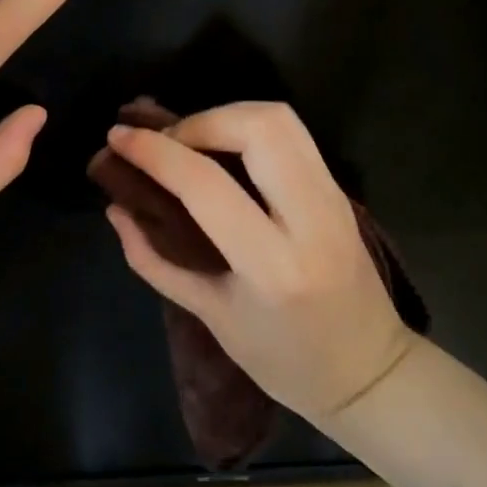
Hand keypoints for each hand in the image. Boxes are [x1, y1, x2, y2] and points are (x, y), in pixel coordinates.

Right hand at [102, 102, 416, 424]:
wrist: (369, 372)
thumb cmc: (284, 361)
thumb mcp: (211, 317)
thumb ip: (155, 260)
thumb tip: (116, 209)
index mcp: (272, 267)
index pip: (206, 184)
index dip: (155, 152)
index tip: (119, 137)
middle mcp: (311, 220)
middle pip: (258, 127)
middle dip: (199, 120)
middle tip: (166, 142)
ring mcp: (334, 198)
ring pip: (281, 118)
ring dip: (226, 115)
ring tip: (192, 140)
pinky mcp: (340, 189)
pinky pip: (292, 134)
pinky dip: (248, 127)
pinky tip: (223, 149)